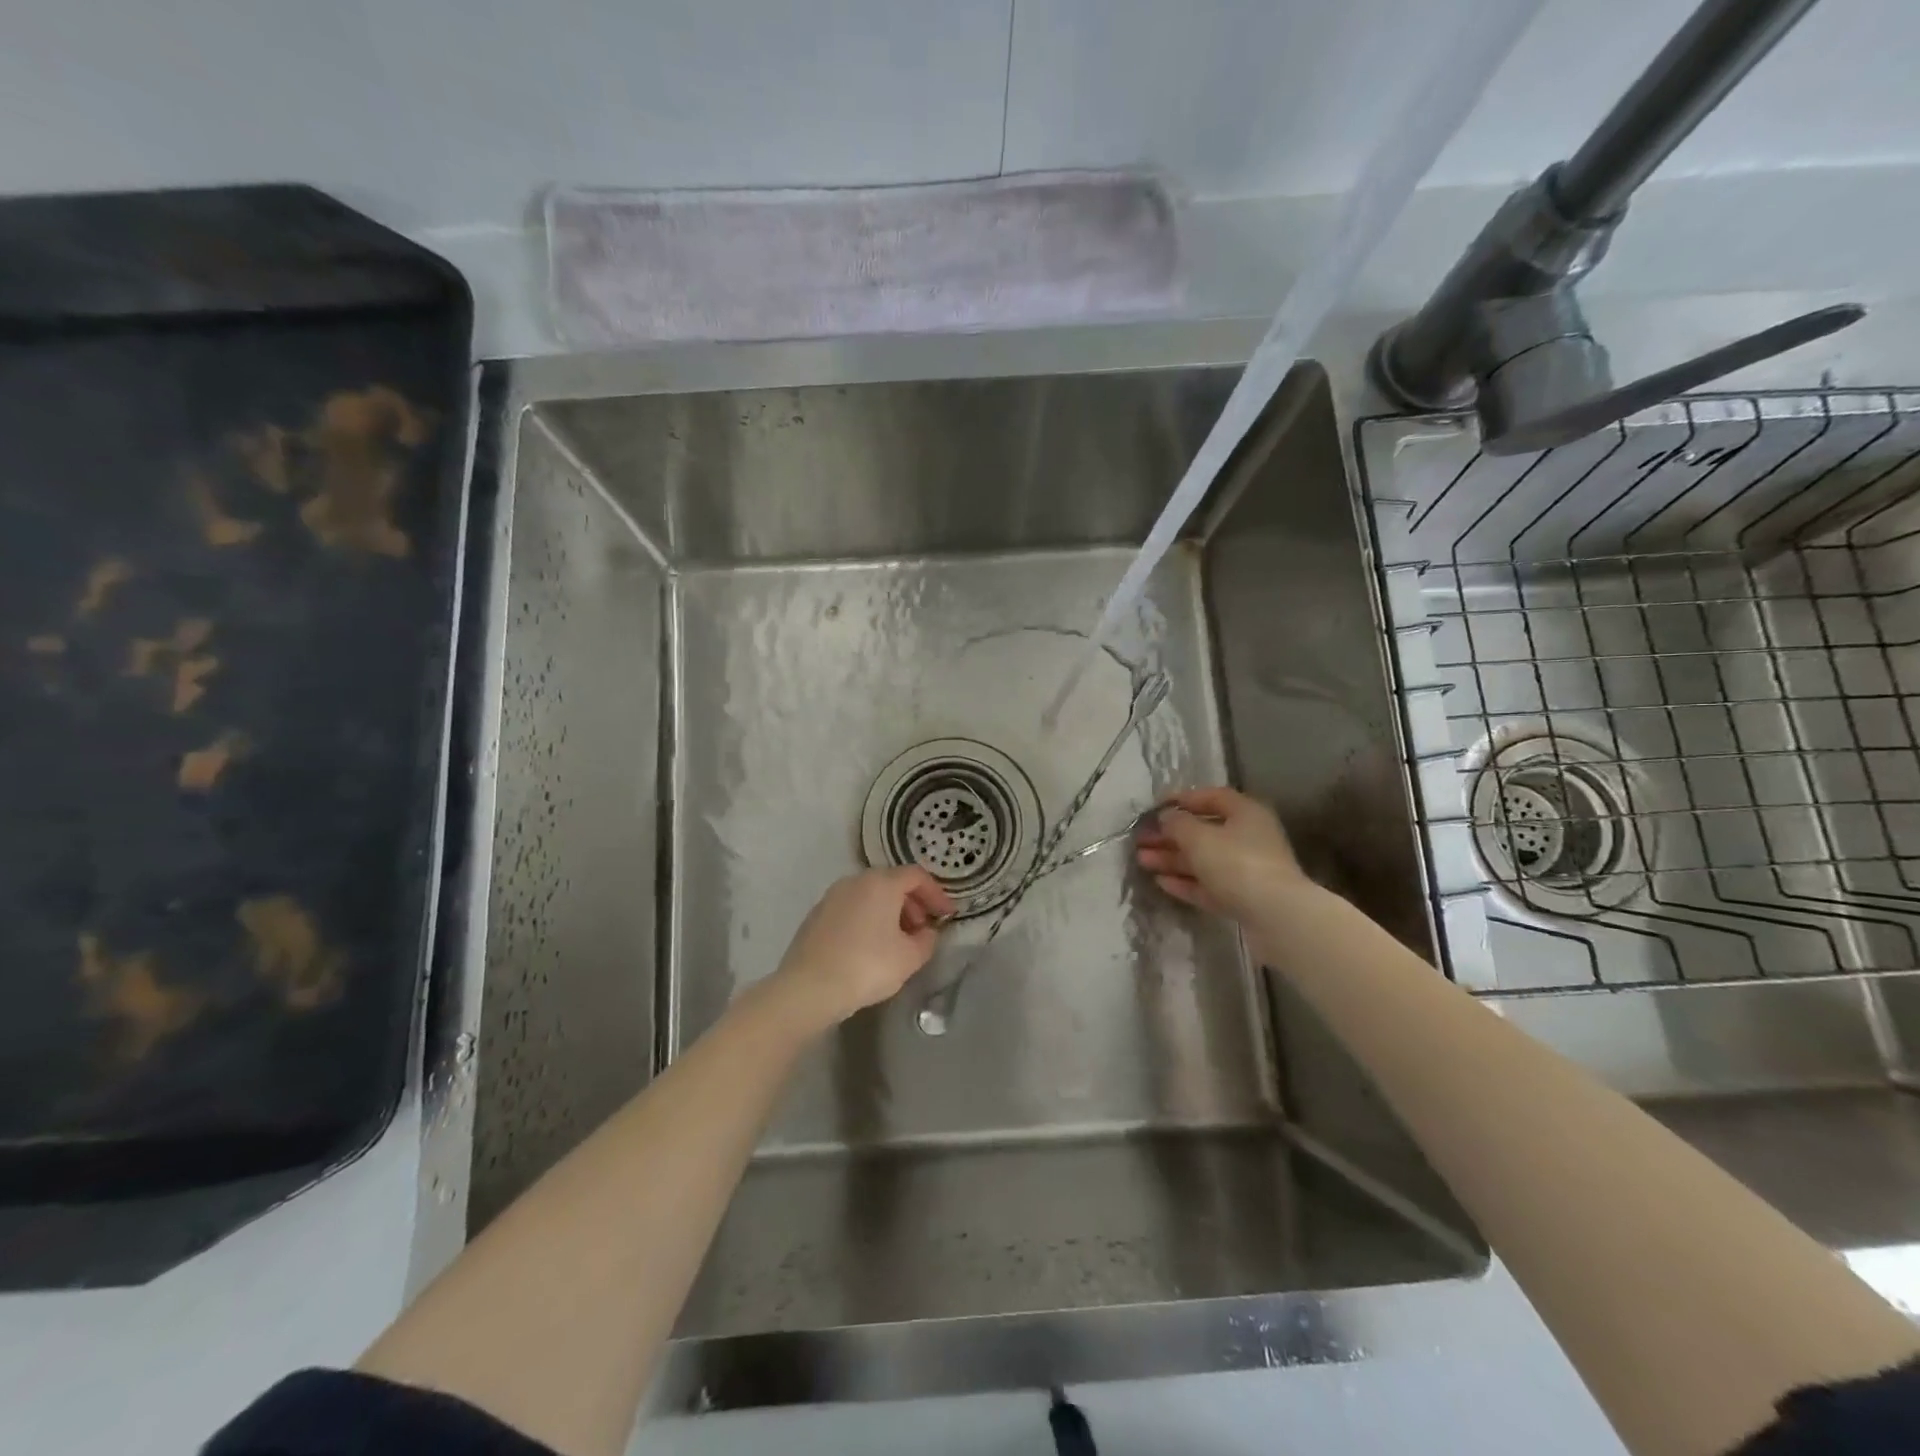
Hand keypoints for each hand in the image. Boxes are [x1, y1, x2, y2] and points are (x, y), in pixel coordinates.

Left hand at [767, 867, 954, 1028]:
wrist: (808, 988)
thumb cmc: (867, 966)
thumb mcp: (910, 957)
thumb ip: (926, 940)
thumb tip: (925, 932)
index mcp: (881, 883)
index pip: (917, 876)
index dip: (936, 894)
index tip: (947, 915)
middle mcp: (855, 881)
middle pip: (892, 882)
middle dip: (912, 903)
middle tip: (923, 929)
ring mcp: (832, 896)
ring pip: (870, 896)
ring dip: (890, 913)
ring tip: (898, 942)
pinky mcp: (816, 915)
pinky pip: (852, 909)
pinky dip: (868, 920)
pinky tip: (870, 947)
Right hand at [1135, 786, 1303, 920]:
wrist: (1275, 916)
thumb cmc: (1236, 863)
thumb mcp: (1199, 837)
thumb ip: (1177, 823)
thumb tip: (1166, 817)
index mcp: (1245, 813)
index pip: (1211, 797)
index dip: (1181, 799)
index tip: (1154, 808)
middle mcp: (1248, 837)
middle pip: (1203, 831)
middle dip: (1170, 835)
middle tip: (1140, 840)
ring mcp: (1246, 870)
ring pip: (1203, 860)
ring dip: (1172, 859)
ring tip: (1142, 861)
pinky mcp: (1242, 898)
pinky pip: (1208, 885)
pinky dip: (1185, 882)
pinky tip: (1161, 882)